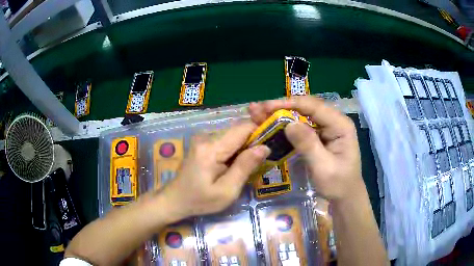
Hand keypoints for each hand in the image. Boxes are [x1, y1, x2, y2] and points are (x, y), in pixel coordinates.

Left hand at [161, 122, 270, 219]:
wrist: (175, 199)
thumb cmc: (200, 200)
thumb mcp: (226, 191)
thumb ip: (245, 167)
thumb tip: (264, 147)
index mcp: (212, 148)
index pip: (243, 128)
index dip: (260, 132)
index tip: (272, 144)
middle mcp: (207, 137)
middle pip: (238, 130)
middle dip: (254, 141)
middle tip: (263, 159)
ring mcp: (203, 139)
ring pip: (233, 135)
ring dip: (245, 146)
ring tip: (251, 164)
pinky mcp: (203, 143)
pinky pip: (226, 140)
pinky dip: (236, 149)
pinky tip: (236, 164)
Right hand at [249, 96, 363, 202]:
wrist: (345, 195)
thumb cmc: (338, 184)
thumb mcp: (323, 167)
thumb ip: (308, 145)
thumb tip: (289, 124)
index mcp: (340, 125)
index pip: (314, 107)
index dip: (290, 104)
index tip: (267, 107)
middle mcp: (334, 121)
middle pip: (306, 107)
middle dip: (282, 107)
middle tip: (258, 110)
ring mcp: (327, 127)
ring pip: (302, 114)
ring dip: (281, 114)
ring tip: (259, 114)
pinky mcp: (320, 135)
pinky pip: (301, 126)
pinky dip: (286, 125)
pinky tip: (272, 124)